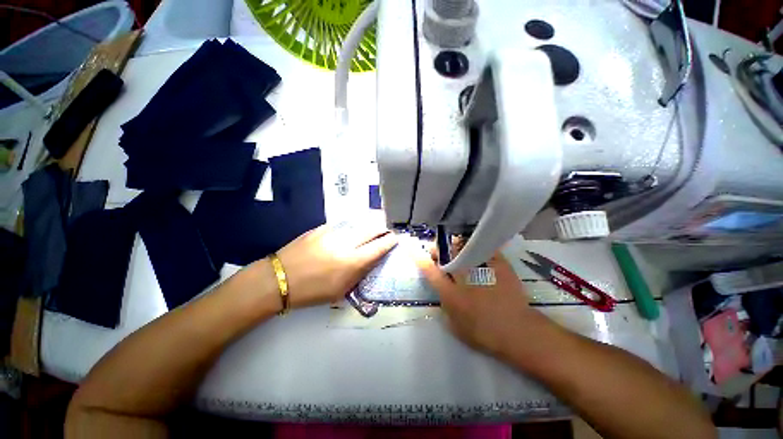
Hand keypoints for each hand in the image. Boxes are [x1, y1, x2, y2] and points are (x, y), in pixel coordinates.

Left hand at [277, 224, 396, 308]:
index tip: (395, 238)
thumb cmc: (312, 291)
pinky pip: (342, 225)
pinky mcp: (321, 228)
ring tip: (370, 231)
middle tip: (385, 232)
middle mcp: (346, 243)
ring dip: (367, 227)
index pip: (379, 247)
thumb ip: (359, 273)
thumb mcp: (341, 290)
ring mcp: (333, 232)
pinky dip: (351, 228)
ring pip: (358, 224)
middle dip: (382, 229)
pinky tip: (350, 232)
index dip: (389, 241)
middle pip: (371, 230)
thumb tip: (370, 260)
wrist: (279, 279)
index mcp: (352, 262)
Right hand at [411, 244, 552, 360]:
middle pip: (446, 253)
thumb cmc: (483, 333)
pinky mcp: (498, 263)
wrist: (519, 331)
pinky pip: (484, 247)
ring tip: (456, 250)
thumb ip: (445, 306)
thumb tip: (442, 293)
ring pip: (463, 247)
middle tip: (439, 252)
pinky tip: (476, 248)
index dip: (418, 256)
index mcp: (450, 292)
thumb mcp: (455, 325)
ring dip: (455, 246)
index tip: (409, 245)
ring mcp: (482, 268)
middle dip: (439, 250)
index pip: (429, 270)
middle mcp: (463, 276)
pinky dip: (477, 246)